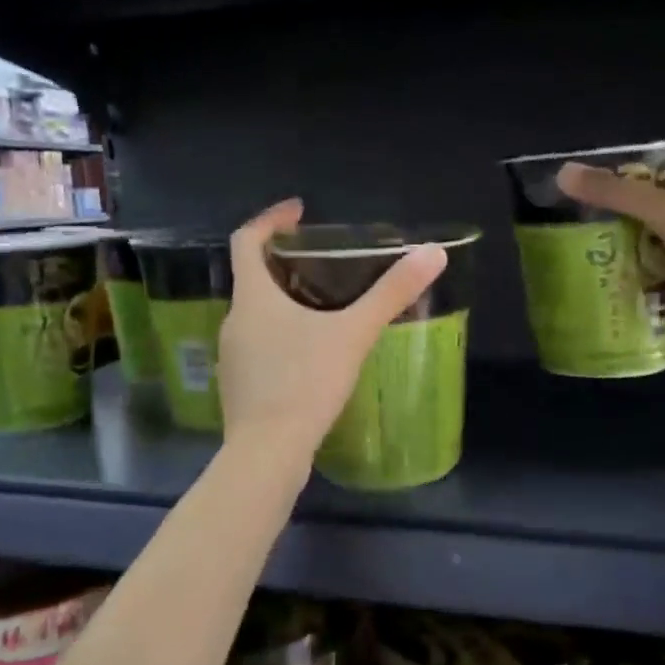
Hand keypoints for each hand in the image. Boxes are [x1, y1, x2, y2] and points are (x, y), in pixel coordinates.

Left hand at [218, 199, 447, 460]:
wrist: (267, 453)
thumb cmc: (305, 383)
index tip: (298, 212)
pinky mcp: (239, 386)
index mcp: (253, 298)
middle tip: (323, 262)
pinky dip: (282, 337)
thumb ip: (391, 293)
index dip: (270, 219)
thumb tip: (433, 253)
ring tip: (324, 307)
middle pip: (253, 278)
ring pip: (256, 315)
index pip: (245, 240)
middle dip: (285, 263)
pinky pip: (259, 346)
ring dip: (284, 302)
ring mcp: (232, 356)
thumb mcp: (353, 333)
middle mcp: (234, 321)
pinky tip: (311, 355)